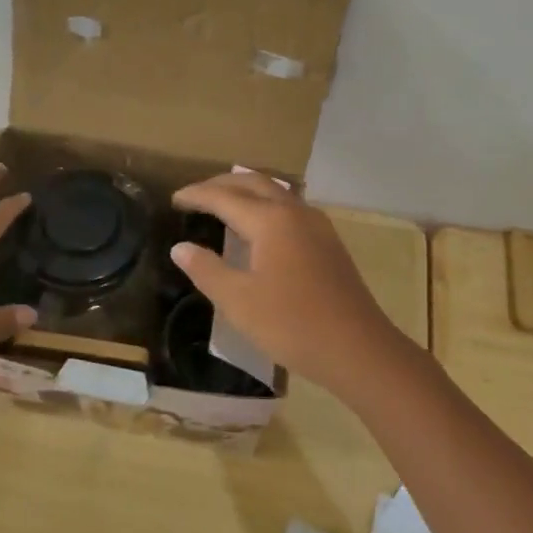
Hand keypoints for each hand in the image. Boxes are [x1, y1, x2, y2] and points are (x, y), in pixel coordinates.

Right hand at [169, 171, 422, 394]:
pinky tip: (260, 228)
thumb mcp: (238, 301)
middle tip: (196, 195)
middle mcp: (295, 212)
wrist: (358, 349)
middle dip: (222, 184)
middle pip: (254, 183)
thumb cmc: (292, 324)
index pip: (224, 197)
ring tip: (224, 204)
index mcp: (270, 220)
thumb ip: (206, 270)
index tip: (174, 199)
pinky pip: (291, 208)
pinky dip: (266, 205)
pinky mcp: (329, 242)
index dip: (196, 196)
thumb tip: (181, 247)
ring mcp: (317, 225)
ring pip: (276, 192)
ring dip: (247, 191)